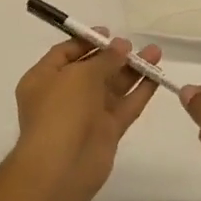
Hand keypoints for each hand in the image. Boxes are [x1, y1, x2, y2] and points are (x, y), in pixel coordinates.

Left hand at [14, 35, 161, 200]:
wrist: (62, 166)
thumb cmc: (61, 111)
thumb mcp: (80, 75)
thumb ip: (104, 59)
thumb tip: (121, 46)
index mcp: (44, 78)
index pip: (65, 53)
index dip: (86, 41)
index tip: (109, 33)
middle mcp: (63, 95)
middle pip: (92, 69)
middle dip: (114, 56)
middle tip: (135, 46)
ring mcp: (86, 114)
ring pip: (112, 87)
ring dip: (132, 70)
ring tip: (156, 53)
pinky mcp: (106, 132)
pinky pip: (125, 106)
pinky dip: (140, 92)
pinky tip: (157, 77)